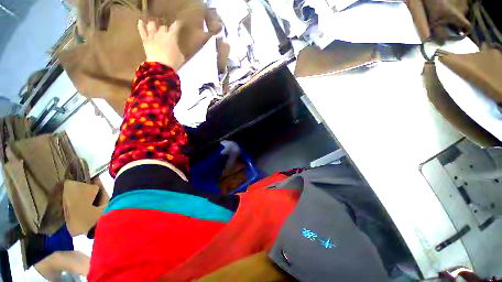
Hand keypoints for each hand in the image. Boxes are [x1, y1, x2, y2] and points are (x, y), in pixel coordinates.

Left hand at [138, 19, 216, 70]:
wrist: (161, 66)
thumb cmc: (174, 62)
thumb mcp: (180, 57)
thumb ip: (178, 50)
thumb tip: (175, 48)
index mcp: (172, 37)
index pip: (175, 27)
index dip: (177, 24)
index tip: (179, 22)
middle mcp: (161, 34)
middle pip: (163, 27)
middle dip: (165, 28)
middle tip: (167, 30)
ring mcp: (152, 36)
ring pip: (152, 25)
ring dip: (153, 25)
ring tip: (154, 25)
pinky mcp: (145, 40)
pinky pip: (142, 30)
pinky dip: (141, 25)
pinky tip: (140, 21)